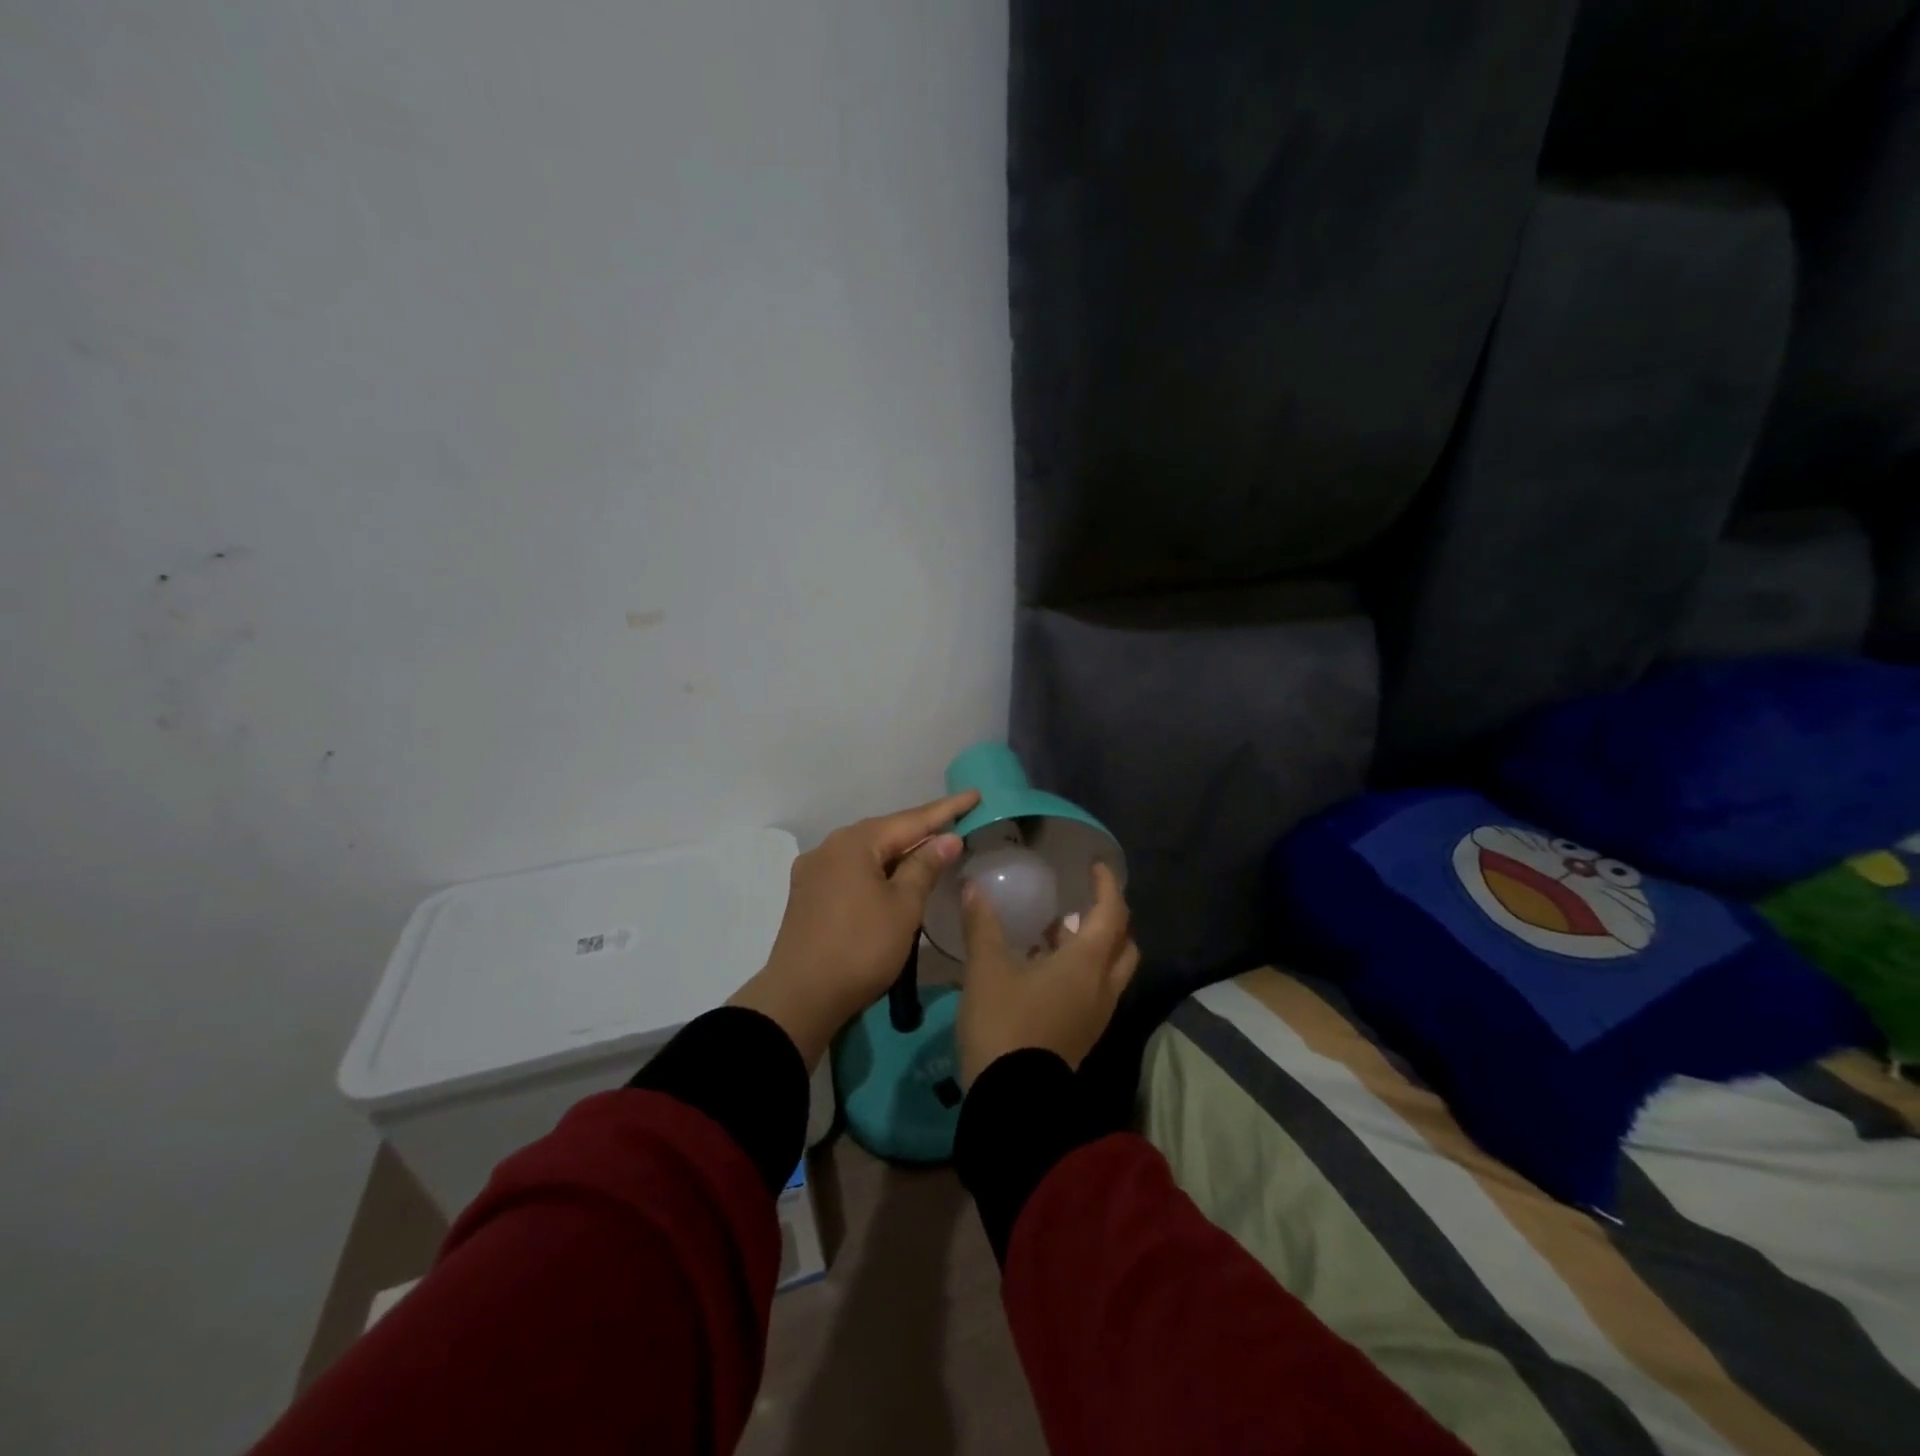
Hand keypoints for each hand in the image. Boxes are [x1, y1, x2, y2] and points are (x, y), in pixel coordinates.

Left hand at [729, 790, 979, 1069]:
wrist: (799, 998)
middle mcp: (830, 847)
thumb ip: (924, 867)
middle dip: (921, 829)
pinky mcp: (808, 895)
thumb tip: (946, 838)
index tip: (975, 795)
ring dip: (899, 851)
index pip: (911, 819)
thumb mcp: (903, 907)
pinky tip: (892, 877)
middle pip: (885, 832)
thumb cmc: (860, 948)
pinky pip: (852, 870)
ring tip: (930, 849)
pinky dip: (878, 869)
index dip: (947, 810)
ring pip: (867, 852)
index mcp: (855, 843)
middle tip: (957, 823)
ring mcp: (814, 871)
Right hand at [956, 861, 1139, 1087]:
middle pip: (1124, 943)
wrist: (1012, 1099)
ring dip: (1093, 945)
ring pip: (1110, 968)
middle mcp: (1101, 986)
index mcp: (1086, 963)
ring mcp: (1096, 1014)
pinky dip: (1082, 968)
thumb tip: (974, 886)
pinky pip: (1095, 989)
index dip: (1107, 886)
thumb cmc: (1004, 1023)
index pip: (1112, 913)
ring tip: (1056, 929)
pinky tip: (1044, 966)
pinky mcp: (1083, 1033)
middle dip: (1109, 918)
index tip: (1096, 867)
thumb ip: (982, 925)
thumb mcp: (986, 969)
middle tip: (1083, 901)